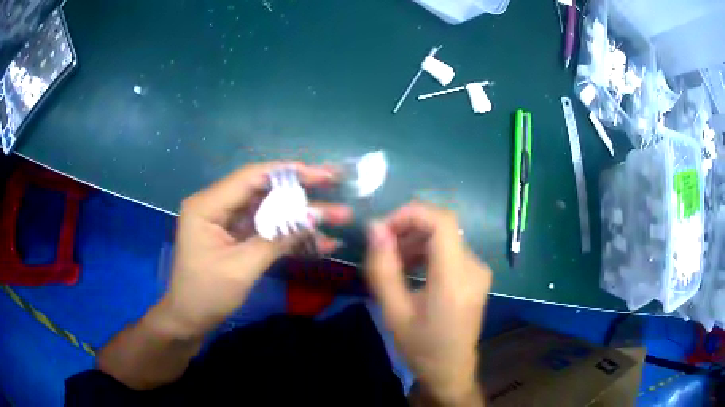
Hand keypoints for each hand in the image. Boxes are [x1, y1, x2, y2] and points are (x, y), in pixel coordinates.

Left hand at [160, 162, 351, 336]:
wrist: (189, 320)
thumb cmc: (206, 294)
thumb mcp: (241, 268)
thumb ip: (277, 239)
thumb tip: (314, 217)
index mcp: (207, 205)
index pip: (250, 177)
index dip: (288, 173)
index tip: (320, 174)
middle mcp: (216, 205)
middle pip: (263, 190)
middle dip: (300, 191)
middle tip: (333, 182)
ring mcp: (227, 221)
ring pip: (269, 209)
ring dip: (301, 215)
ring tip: (337, 215)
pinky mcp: (236, 236)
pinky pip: (266, 228)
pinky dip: (290, 235)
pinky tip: (320, 242)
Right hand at [365, 203, 490, 404]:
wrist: (451, 370)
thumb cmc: (421, 347)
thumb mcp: (394, 311)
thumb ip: (383, 268)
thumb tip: (375, 228)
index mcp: (456, 277)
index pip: (441, 221)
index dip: (410, 214)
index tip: (382, 230)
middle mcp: (474, 266)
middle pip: (441, 227)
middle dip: (407, 229)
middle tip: (381, 250)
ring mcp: (478, 270)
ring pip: (444, 237)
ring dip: (415, 241)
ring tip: (392, 262)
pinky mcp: (475, 275)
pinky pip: (450, 250)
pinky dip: (427, 252)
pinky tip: (410, 269)